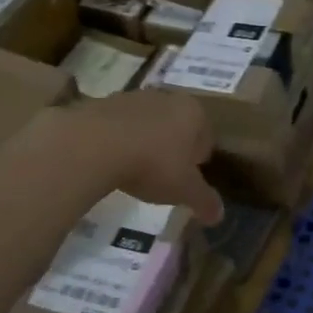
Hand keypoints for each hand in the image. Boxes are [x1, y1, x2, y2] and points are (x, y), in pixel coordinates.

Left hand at [59, 91, 223, 224]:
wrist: (93, 145)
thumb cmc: (152, 164)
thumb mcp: (184, 190)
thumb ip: (204, 201)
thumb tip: (218, 216)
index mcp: (192, 112)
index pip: (206, 136)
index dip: (199, 159)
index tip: (188, 178)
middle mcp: (165, 97)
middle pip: (176, 125)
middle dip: (173, 148)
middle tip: (163, 175)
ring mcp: (131, 97)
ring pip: (146, 123)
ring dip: (144, 142)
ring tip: (134, 170)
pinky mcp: (101, 103)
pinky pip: (118, 125)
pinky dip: (118, 140)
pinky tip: (111, 161)